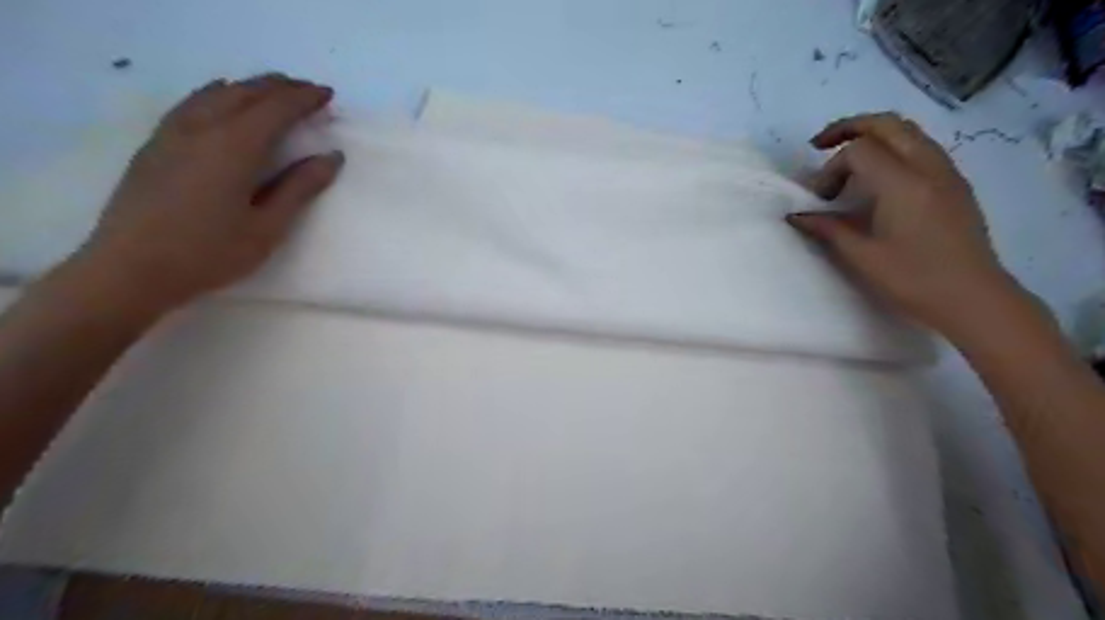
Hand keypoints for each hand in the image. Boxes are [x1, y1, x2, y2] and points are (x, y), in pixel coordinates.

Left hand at [69, 72, 343, 314]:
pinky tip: (222, 98)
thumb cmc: (210, 253)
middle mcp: (202, 129)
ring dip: (250, 87)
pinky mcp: (156, 145)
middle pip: (245, 93)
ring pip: (216, 94)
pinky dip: (218, 93)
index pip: (276, 109)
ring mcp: (173, 133)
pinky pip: (192, 103)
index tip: (328, 94)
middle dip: (280, 87)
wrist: (130, 269)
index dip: (304, 98)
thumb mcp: (267, 227)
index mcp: (234, 148)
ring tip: (273, 91)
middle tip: (308, 91)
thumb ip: (299, 188)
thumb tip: (331, 156)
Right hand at [790, 112, 1020, 332]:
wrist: (973, 297)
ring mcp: (946, 172)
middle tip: (820, 146)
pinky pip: (922, 147)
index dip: (831, 169)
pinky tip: (880, 177)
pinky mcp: (955, 184)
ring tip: (848, 159)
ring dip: (873, 135)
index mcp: (902, 184)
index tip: (821, 199)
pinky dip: (894, 148)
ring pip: (907, 131)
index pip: (858, 150)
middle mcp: (927, 167)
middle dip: (849, 127)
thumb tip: (796, 216)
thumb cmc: (912, 279)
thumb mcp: (861, 256)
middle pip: (886, 124)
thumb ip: (827, 228)